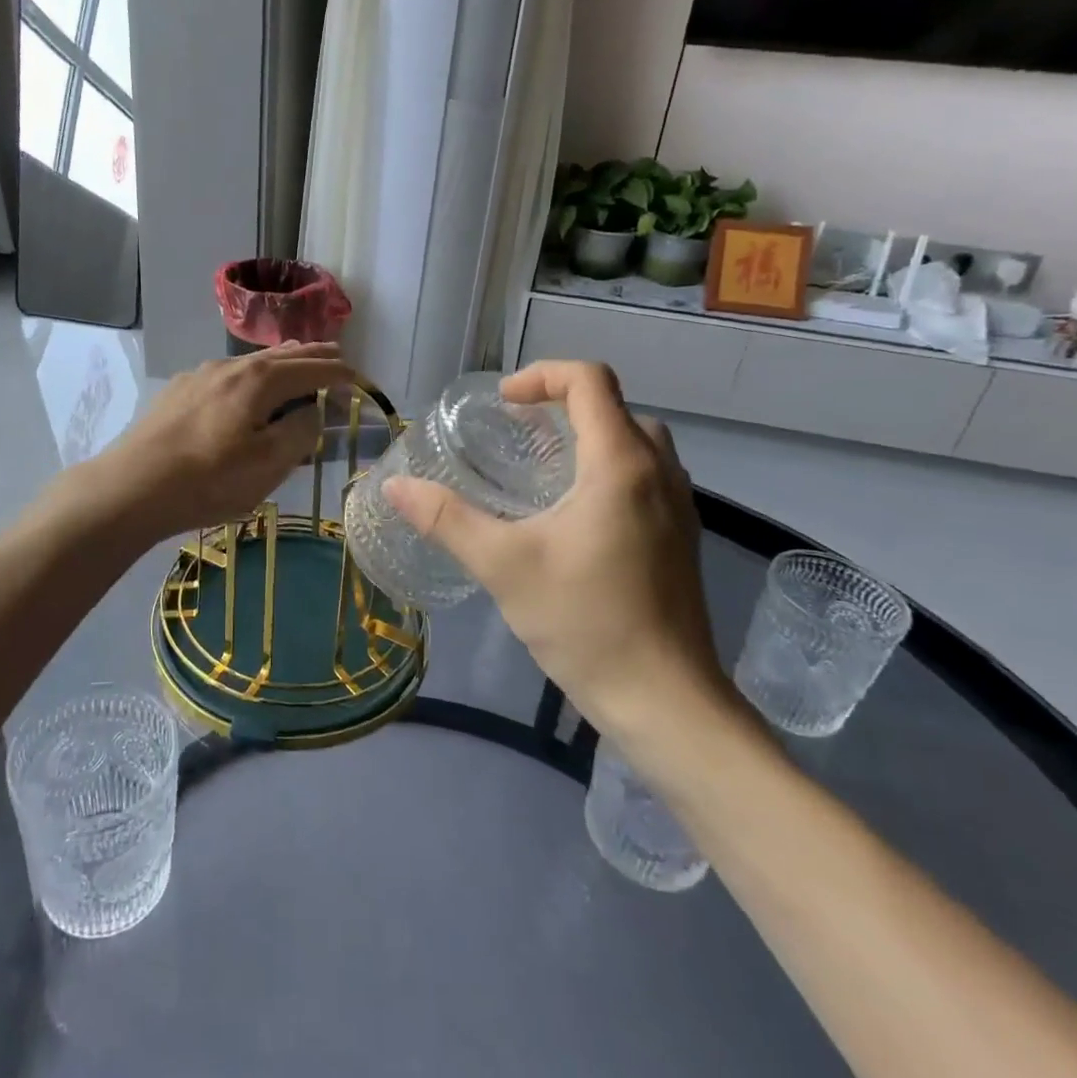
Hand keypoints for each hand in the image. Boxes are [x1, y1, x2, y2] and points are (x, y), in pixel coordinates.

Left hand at [79, 343, 355, 541]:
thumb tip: (313, 412)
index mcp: (259, 380)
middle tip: (337, 354)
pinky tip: (246, 387)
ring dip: (282, 362)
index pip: (312, 368)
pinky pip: (229, 373)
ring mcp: (201, 375)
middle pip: (283, 355)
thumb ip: (300, 433)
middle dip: (313, 355)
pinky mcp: (180, 390)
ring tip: (298, 362)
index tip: (360, 380)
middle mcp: (231, 366)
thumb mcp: (268, 465)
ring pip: (253, 362)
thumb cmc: (208, 480)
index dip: (340, 373)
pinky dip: (253, 374)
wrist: (131, 487)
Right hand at [383, 360, 732, 751]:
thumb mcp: (503, 566)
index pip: (590, 380)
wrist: (666, 702)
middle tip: (517, 434)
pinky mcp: (681, 539)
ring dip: (588, 438)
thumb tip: (395, 486)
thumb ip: (446, 519)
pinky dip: (607, 471)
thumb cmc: (586, 622)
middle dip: (563, 406)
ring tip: (541, 470)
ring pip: (635, 443)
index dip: (542, 375)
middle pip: (614, 408)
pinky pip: (645, 477)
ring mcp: (679, 507)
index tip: (503, 404)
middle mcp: (659, 472)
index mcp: (621, 463)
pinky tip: (573, 518)